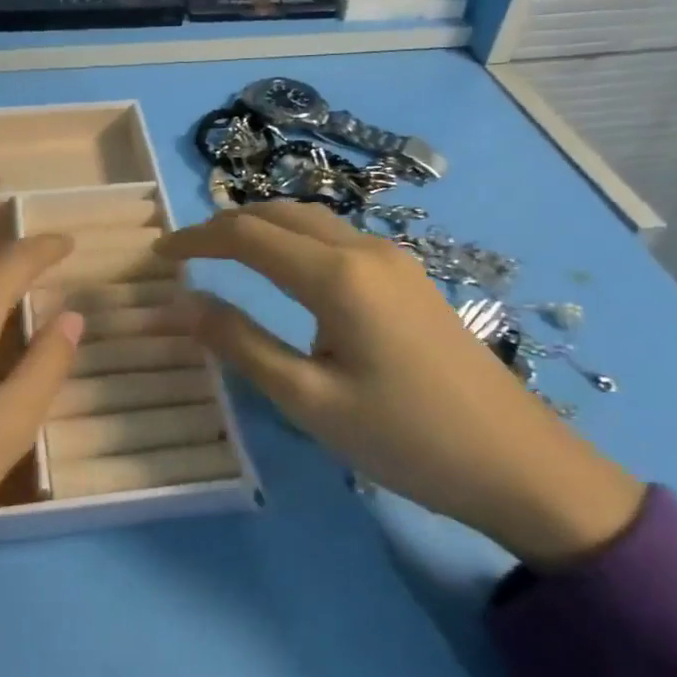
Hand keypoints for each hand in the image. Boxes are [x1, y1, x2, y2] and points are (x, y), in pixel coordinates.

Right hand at [157, 203, 643, 567]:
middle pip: (279, 213)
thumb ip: (238, 343)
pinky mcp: (409, 276)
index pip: (246, 235)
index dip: (196, 239)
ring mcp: (394, 258)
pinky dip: (294, 241)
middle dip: (226, 225)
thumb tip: (176, 305)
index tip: (158, 255)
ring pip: (311, 220)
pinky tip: (286, 273)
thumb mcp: (308, 399)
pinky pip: (337, 238)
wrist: (519, 463)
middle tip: (187, 255)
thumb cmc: (405, 439)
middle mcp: (365, 249)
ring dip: (262, 229)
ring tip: (225, 258)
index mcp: (337, 276)